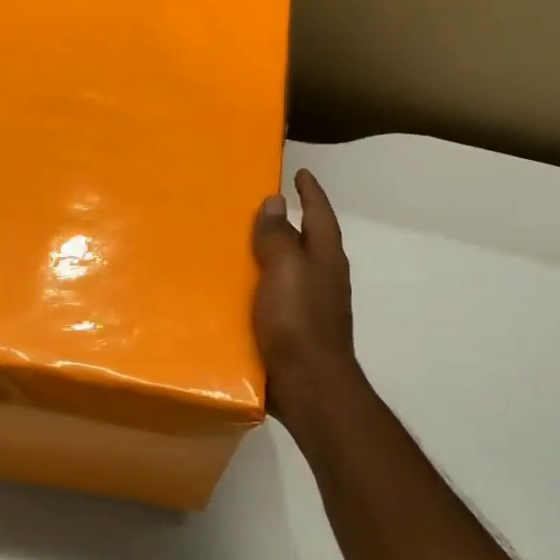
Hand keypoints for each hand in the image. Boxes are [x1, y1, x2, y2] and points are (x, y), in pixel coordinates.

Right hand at [251, 168, 362, 421]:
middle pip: (306, 241)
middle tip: (258, 206)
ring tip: (238, 245)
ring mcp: (309, 307)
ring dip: (270, 256)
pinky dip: (259, 286)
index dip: (311, 193)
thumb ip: (278, 237)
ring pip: (288, 271)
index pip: (320, 215)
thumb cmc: (298, 322)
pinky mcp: (292, 331)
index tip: (301, 172)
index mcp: (325, 259)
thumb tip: (276, 202)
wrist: (308, 387)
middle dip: (288, 223)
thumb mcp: (285, 271)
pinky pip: (274, 298)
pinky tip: (235, 291)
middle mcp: (322, 279)